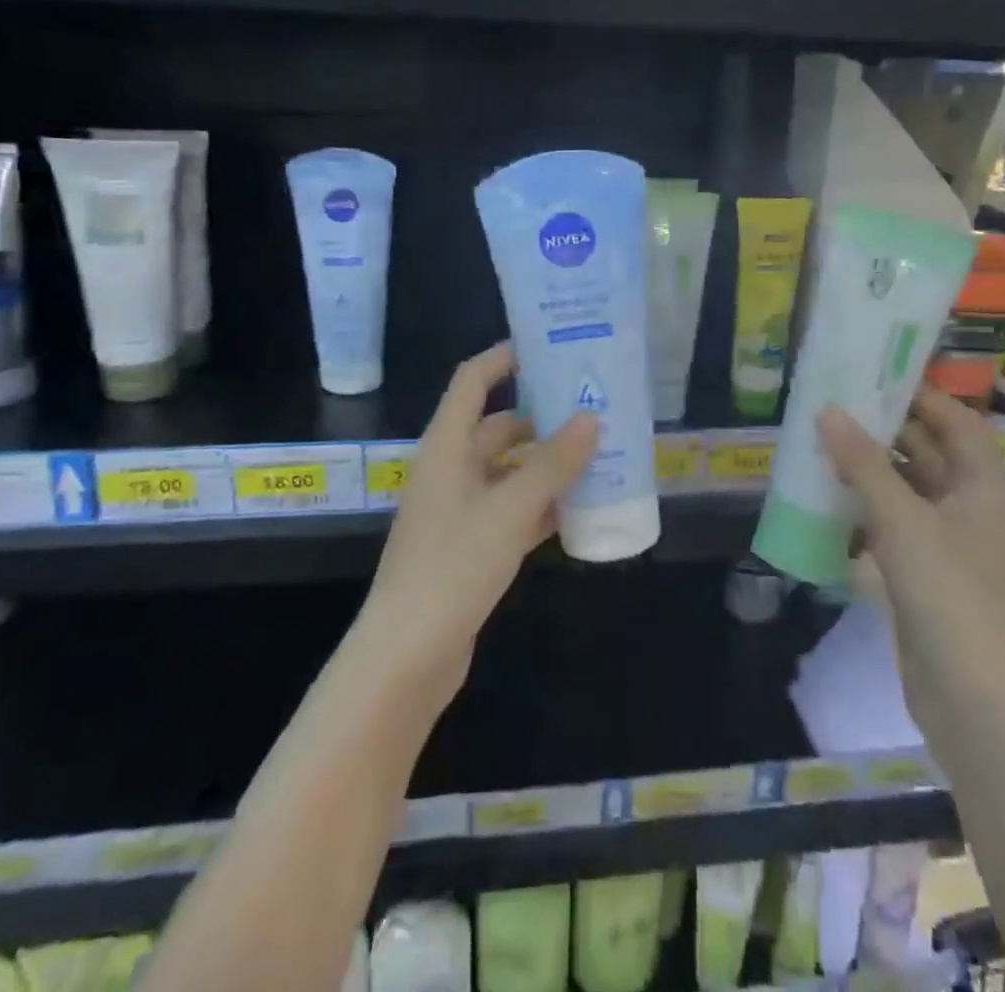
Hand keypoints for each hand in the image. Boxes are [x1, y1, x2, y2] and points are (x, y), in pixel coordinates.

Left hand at [361, 343, 597, 696]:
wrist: (406, 656)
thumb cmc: (452, 567)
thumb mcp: (509, 510)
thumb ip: (552, 465)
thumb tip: (591, 418)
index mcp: (446, 446)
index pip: (473, 381)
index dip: (504, 358)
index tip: (548, 346)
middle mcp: (450, 469)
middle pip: (498, 427)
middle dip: (542, 418)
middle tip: (592, 409)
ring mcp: (459, 509)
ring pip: (509, 471)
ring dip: (546, 464)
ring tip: (598, 456)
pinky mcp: (469, 545)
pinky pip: (511, 510)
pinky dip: (540, 506)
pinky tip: (579, 511)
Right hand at [817, 390, 1004, 742]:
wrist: (978, 706)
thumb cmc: (953, 599)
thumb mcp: (904, 522)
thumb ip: (864, 465)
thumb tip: (827, 410)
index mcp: (980, 486)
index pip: (954, 421)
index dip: (919, 394)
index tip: (870, 371)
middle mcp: (965, 507)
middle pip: (925, 452)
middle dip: (882, 427)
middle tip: (829, 401)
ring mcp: (942, 544)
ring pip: (901, 489)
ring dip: (865, 468)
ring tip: (816, 440)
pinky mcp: (919, 576)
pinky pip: (887, 526)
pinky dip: (859, 509)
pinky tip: (822, 498)